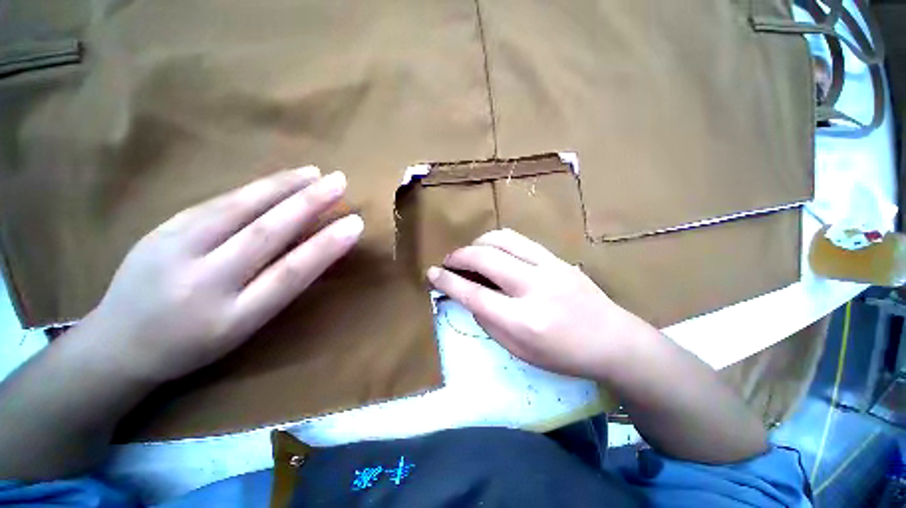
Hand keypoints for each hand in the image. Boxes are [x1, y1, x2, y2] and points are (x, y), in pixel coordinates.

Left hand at [87, 167, 363, 382]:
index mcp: (232, 317)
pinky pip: (217, 203)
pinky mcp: (160, 229)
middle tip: (339, 182)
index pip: (291, 274)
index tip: (355, 224)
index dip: (326, 247)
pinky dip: (254, 188)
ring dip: (282, 186)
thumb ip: (279, 286)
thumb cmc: (195, 342)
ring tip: (313, 172)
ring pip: (238, 209)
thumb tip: (317, 247)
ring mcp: (175, 250)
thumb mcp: (245, 327)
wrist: (119, 344)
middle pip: (265, 234)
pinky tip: (276, 180)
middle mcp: (204, 282)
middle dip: (308, 204)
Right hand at [426, 229, 654, 379]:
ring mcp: (549, 267)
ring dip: (477, 243)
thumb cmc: (563, 355)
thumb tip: (468, 295)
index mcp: (523, 321)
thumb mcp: (518, 350)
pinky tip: (492, 250)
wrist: (612, 340)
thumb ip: (488, 320)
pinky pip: (519, 240)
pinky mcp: (557, 258)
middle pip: (484, 258)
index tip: (431, 274)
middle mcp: (534, 288)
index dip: (448, 282)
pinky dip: (497, 241)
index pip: (474, 295)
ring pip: (501, 240)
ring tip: (469, 253)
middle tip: (448, 261)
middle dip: (458, 256)